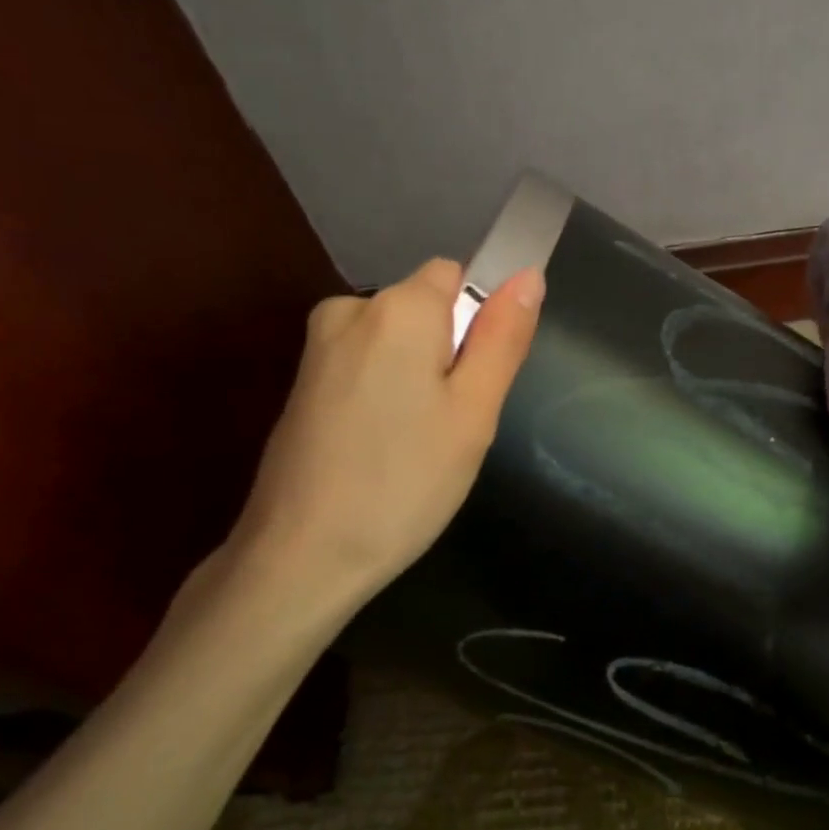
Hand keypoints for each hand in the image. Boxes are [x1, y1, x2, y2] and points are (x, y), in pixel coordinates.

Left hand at [200, 258, 544, 643]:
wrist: (301, 556)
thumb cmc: (405, 481)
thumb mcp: (474, 411)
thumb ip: (502, 336)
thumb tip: (527, 274)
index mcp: (398, 308)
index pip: (455, 274)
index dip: (477, 321)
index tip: (475, 381)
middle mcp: (349, 309)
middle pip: (423, 309)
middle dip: (447, 352)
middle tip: (452, 423)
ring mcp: (317, 348)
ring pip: (395, 342)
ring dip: (416, 377)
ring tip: (417, 443)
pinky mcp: (301, 384)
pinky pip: (364, 367)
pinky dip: (383, 395)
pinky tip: (382, 449)